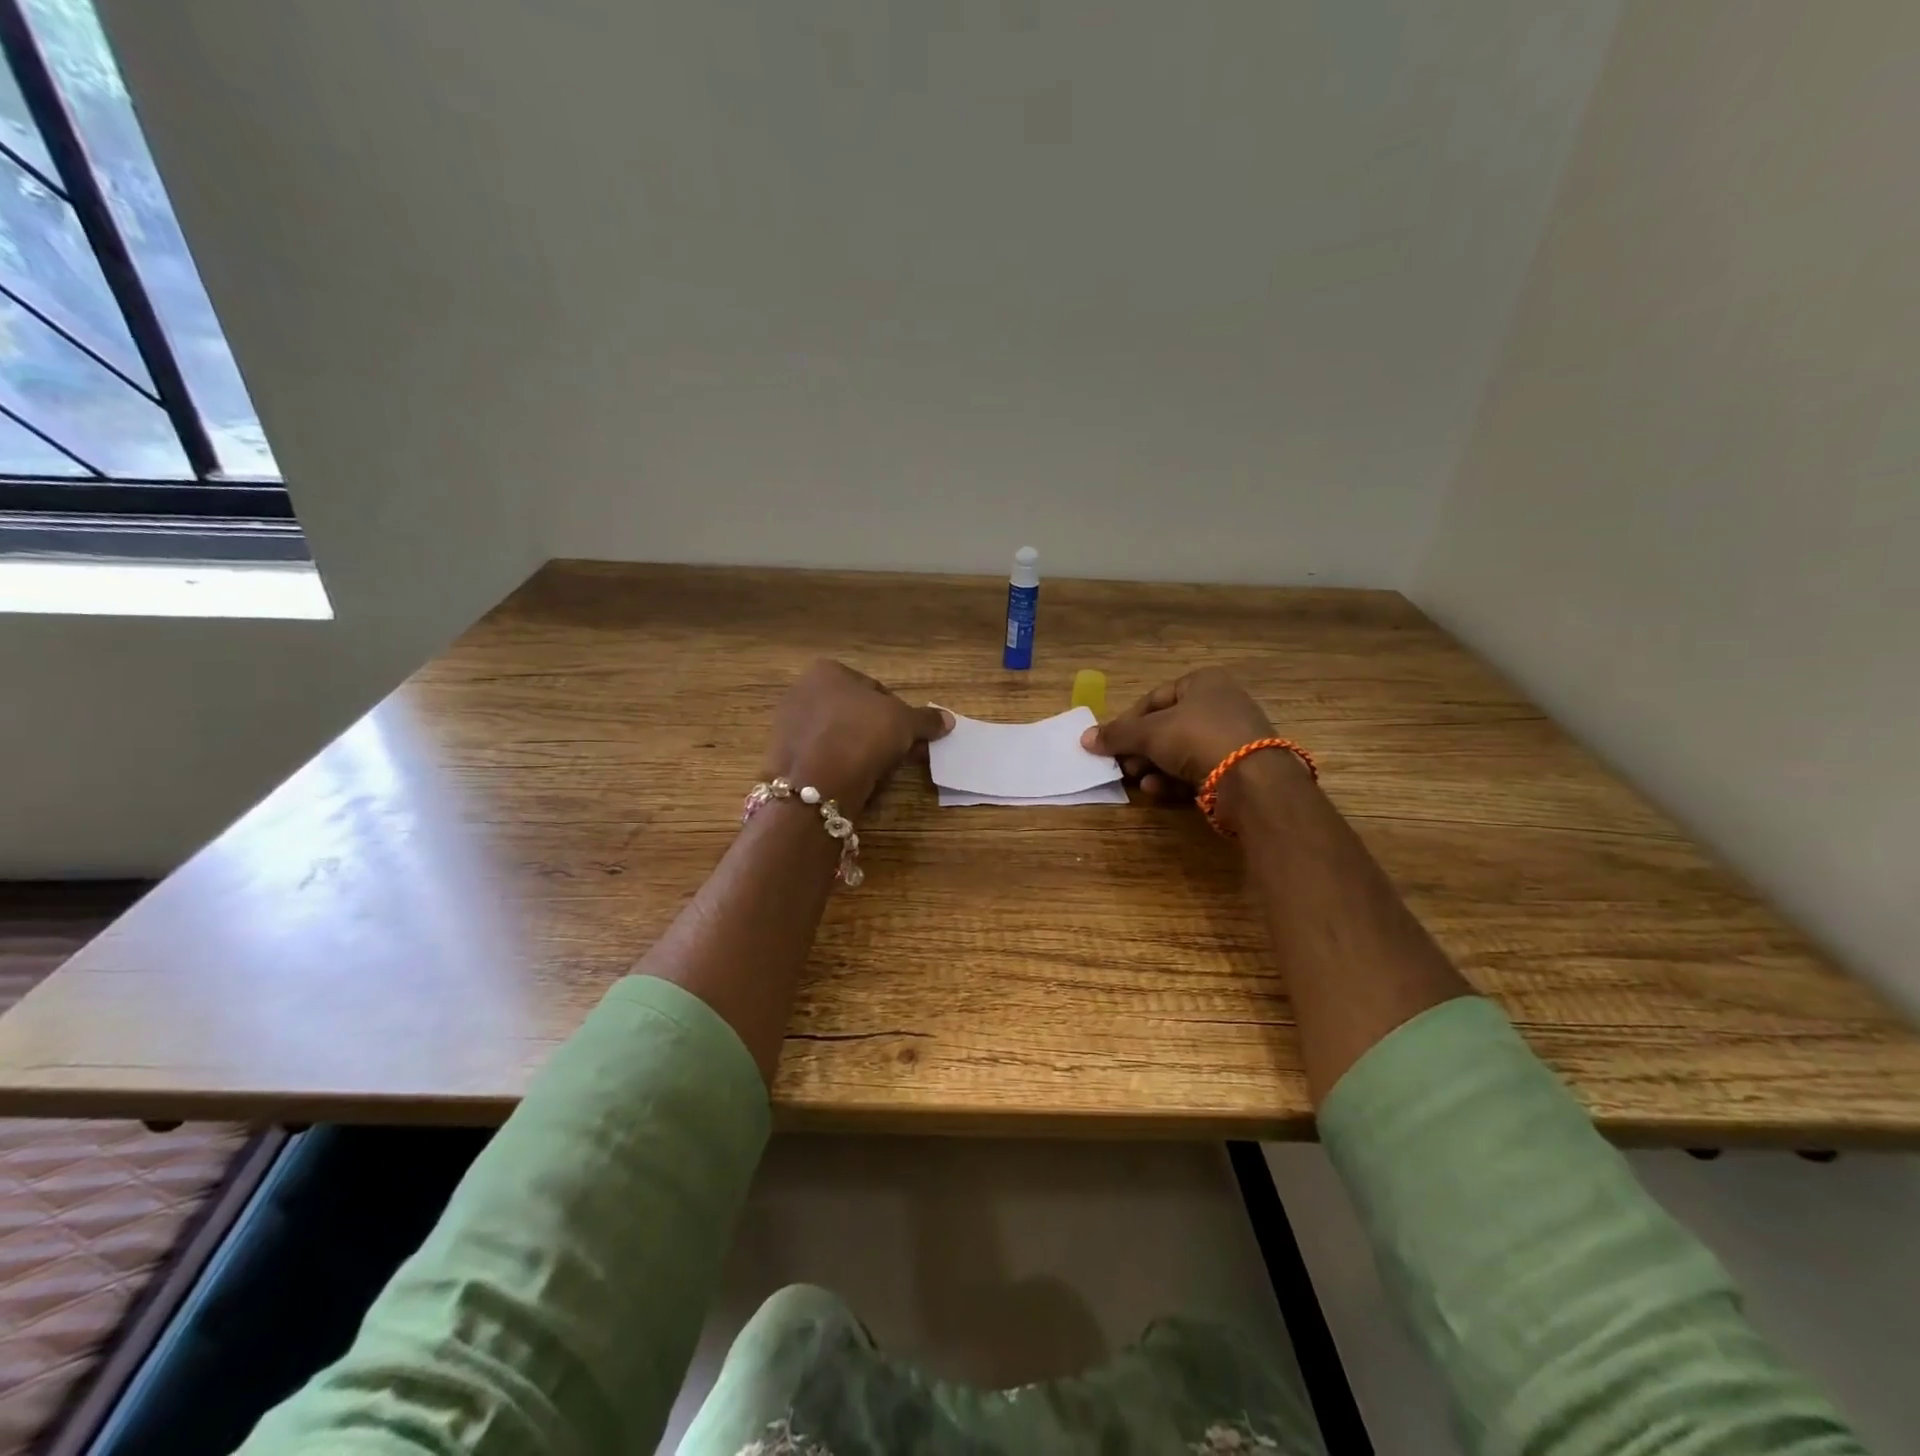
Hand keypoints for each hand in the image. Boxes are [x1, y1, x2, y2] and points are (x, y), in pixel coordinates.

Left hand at [763, 660, 951, 815]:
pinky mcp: (781, 756)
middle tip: (898, 754)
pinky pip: (820, 756)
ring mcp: (787, 725)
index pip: (874, 689)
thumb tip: (948, 719)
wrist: (818, 781)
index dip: (897, 712)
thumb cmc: (863, 734)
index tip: (909, 735)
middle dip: (876, 731)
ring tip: (876, 771)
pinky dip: (837, 765)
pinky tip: (852, 779)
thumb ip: (926, 719)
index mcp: (827, 670)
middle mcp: (801, 690)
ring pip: (836, 735)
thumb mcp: (905, 723)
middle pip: (853, 712)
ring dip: (857, 749)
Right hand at [1080, 668, 1283, 800]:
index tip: (1110, 742)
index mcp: (1203, 682)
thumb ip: (1117, 735)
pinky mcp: (1238, 768)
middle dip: (1140, 749)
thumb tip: (1085, 739)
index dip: (1128, 721)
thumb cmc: (1196, 738)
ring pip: (1181, 751)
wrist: (1251, 779)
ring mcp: (1232, 737)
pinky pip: (1198, 770)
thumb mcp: (1149, 733)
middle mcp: (1220, 704)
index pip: (1154, 698)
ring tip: (1136, 780)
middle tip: (1121, 765)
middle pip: (1167, 727)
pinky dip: (1174, 780)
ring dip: (1154, 766)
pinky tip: (1157, 790)